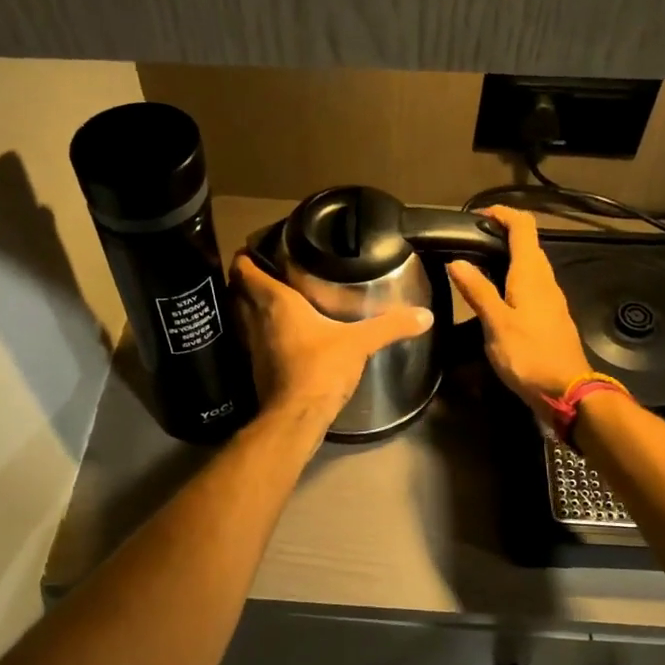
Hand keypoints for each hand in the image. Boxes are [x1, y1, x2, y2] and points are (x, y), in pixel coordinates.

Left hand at [231, 254, 434, 428]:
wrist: (296, 417)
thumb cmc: (320, 368)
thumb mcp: (359, 343)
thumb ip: (389, 326)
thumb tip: (426, 315)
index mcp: (275, 302)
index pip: (245, 271)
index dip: (245, 256)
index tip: (254, 247)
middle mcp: (256, 319)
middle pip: (238, 291)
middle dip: (247, 279)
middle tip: (269, 269)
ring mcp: (252, 345)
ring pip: (242, 316)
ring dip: (250, 306)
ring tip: (274, 297)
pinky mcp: (256, 367)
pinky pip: (252, 339)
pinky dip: (260, 331)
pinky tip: (281, 334)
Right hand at [447, 207, 591, 422]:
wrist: (566, 391)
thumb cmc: (529, 355)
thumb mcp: (496, 324)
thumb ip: (477, 291)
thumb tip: (457, 261)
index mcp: (531, 274)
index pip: (523, 227)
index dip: (502, 213)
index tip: (477, 215)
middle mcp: (545, 280)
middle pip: (527, 244)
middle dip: (501, 234)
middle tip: (469, 241)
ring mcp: (550, 298)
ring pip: (529, 265)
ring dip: (506, 257)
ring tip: (475, 266)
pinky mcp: (550, 316)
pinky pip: (530, 285)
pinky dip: (512, 279)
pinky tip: (494, 296)